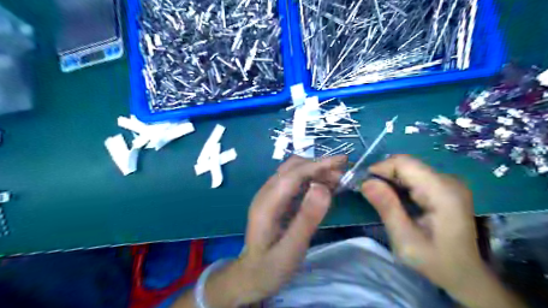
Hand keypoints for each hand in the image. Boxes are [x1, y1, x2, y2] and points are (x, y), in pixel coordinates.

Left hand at [205, 156, 345, 306]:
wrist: (251, 276)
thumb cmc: (271, 268)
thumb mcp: (292, 249)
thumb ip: (307, 219)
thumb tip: (323, 187)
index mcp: (266, 204)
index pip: (292, 175)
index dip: (317, 165)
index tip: (342, 162)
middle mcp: (266, 193)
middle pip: (292, 168)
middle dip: (318, 166)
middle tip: (343, 175)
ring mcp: (269, 195)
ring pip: (293, 172)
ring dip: (315, 171)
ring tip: (338, 181)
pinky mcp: (275, 200)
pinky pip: (294, 183)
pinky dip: (310, 180)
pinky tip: (324, 188)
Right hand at [363, 156, 480, 294]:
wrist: (465, 274)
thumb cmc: (435, 261)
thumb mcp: (405, 239)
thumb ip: (387, 208)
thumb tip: (365, 182)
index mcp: (442, 192)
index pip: (405, 163)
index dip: (380, 168)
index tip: (364, 184)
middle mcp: (448, 180)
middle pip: (407, 164)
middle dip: (383, 174)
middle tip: (369, 193)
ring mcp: (448, 182)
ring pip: (409, 168)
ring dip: (390, 179)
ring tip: (380, 198)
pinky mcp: (445, 187)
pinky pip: (415, 176)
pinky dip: (399, 183)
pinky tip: (394, 199)